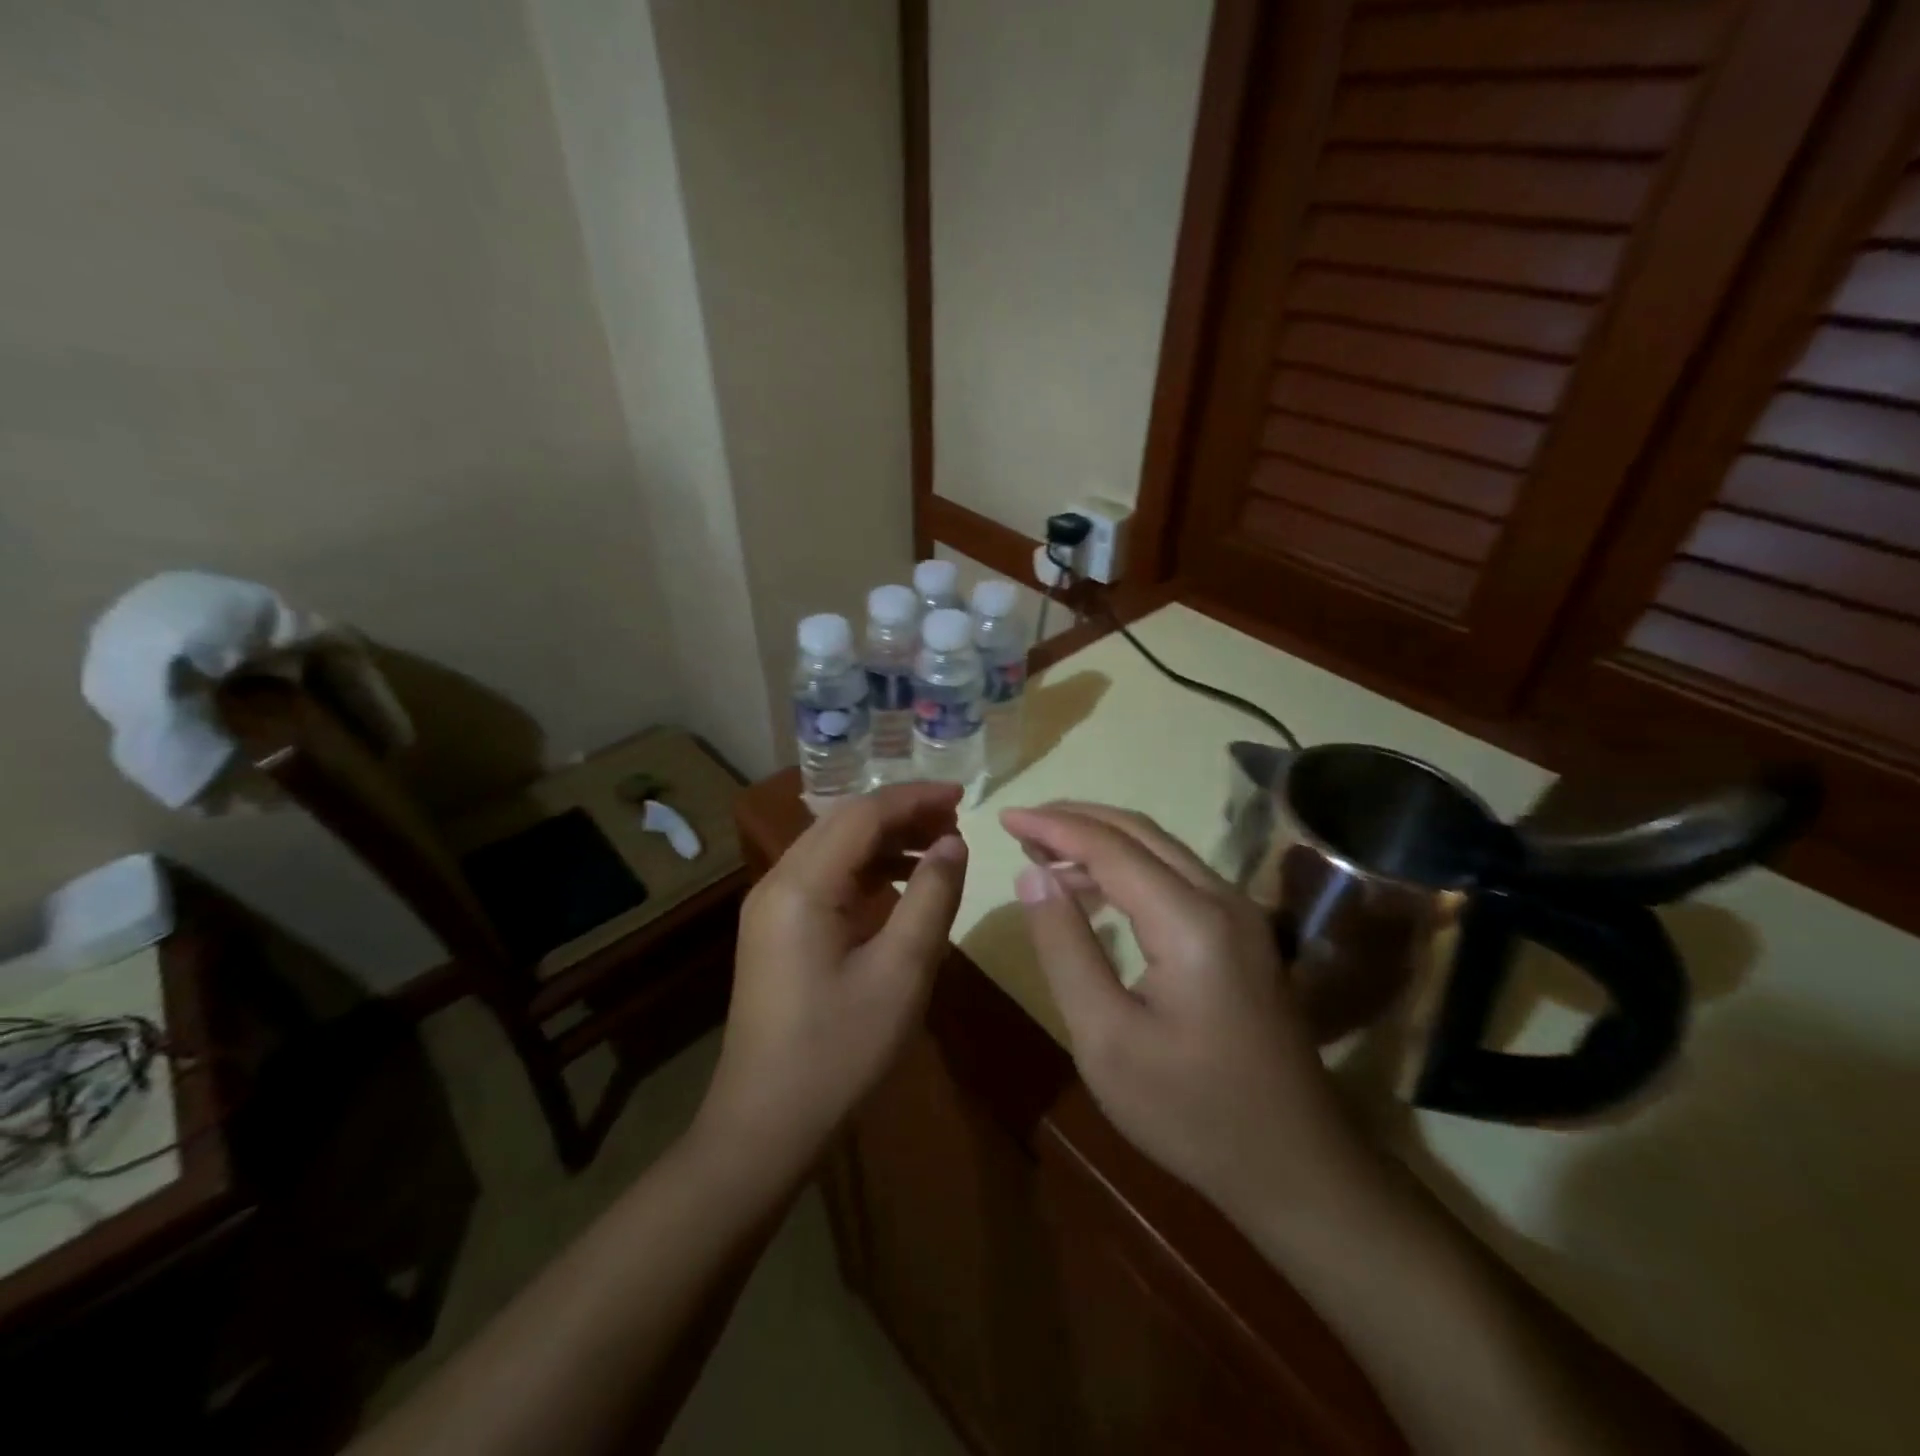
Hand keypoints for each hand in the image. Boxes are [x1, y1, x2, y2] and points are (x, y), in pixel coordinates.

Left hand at [696, 784, 968, 1179]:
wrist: (765, 1123)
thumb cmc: (839, 1050)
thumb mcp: (902, 972)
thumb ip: (932, 897)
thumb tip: (953, 842)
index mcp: (802, 886)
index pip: (862, 814)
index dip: (915, 798)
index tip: (963, 797)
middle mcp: (778, 882)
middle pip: (844, 823)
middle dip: (901, 814)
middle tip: (955, 821)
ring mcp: (771, 907)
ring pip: (834, 848)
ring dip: (884, 840)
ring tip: (938, 847)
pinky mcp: (776, 929)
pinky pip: (825, 878)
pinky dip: (866, 870)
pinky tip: (901, 883)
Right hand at [1001, 803, 1361, 1227]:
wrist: (1295, 1167)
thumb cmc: (1189, 1111)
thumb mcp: (1106, 1037)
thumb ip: (1065, 946)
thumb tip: (1032, 874)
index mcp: (1190, 921)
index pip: (1110, 846)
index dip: (1053, 825)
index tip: (1004, 815)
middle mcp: (1222, 899)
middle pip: (1140, 832)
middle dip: (1076, 820)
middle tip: (1022, 825)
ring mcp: (1240, 915)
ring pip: (1161, 850)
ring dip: (1102, 842)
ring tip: (1045, 854)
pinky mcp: (1243, 935)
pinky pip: (1176, 877)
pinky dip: (1128, 869)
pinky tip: (1094, 891)